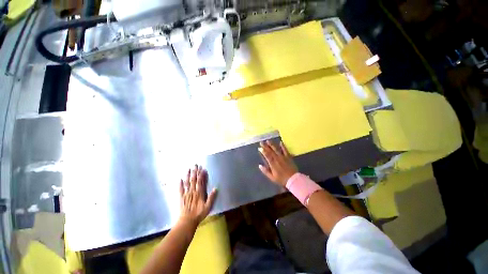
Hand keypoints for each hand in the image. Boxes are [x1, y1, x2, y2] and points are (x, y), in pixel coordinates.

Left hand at [179, 165, 217, 226]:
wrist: (187, 221)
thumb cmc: (198, 214)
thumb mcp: (208, 207)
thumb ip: (211, 197)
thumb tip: (216, 188)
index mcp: (199, 193)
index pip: (200, 182)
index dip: (202, 175)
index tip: (203, 169)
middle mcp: (192, 191)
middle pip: (194, 180)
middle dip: (195, 172)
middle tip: (195, 165)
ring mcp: (186, 194)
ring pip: (187, 183)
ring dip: (188, 175)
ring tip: (189, 169)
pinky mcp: (181, 197)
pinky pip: (180, 189)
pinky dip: (180, 184)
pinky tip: (180, 179)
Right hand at [258, 141, 297, 186]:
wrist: (293, 179)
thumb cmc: (281, 179)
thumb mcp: (272, 177)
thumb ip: (265, 171)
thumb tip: (259, 165)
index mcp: (272, 164)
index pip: (267, 155)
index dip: (263, 151)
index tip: (259, 148)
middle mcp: (277, 159)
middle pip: (270, 151)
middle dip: (265, 146)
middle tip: (261, 142)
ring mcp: (283, 157)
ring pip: (276, 149)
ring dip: (272, 144)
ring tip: (268, 140)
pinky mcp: (288, 157)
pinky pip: (285, 150)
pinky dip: (283, 146)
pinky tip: (280, 142)